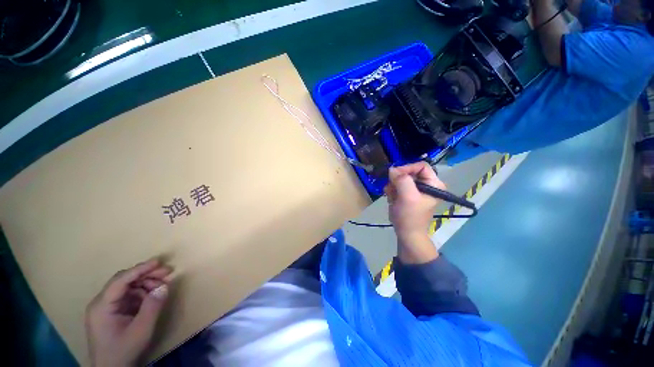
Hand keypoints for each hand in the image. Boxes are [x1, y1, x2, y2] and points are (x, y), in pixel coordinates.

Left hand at [85, 258, 172, 366]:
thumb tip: (164, 286)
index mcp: (102, 306)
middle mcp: (101, 303)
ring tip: (162, 285)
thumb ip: (152, 307)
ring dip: (146, 283)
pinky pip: (129, 296)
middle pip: (124, 281)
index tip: (158, 262)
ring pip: (128, 287)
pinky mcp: (113, 312)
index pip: (120, 281)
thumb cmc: (123, 351)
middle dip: (146, 275)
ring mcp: (106, 307)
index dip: (139, 269)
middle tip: (167, 272)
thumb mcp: (141, 330)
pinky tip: (153, 295)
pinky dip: (143, 293)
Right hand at [384, 162, 444, 262]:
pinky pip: (397, 185)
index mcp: (433, 183)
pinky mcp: (408, 194)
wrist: (406, 233)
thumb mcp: (407, 197)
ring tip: (392, 197)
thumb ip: (402, 180)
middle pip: (409, 171)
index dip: (407, 168)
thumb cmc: (410, 217)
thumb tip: (392, 169)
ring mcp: (416, 189)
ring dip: (393, 186)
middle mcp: (426, 184)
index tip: (394, 175)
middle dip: (398, 180)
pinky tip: (392, 199)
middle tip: (391, 188)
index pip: (421, 166)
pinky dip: (392, 191)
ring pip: (401, 178)